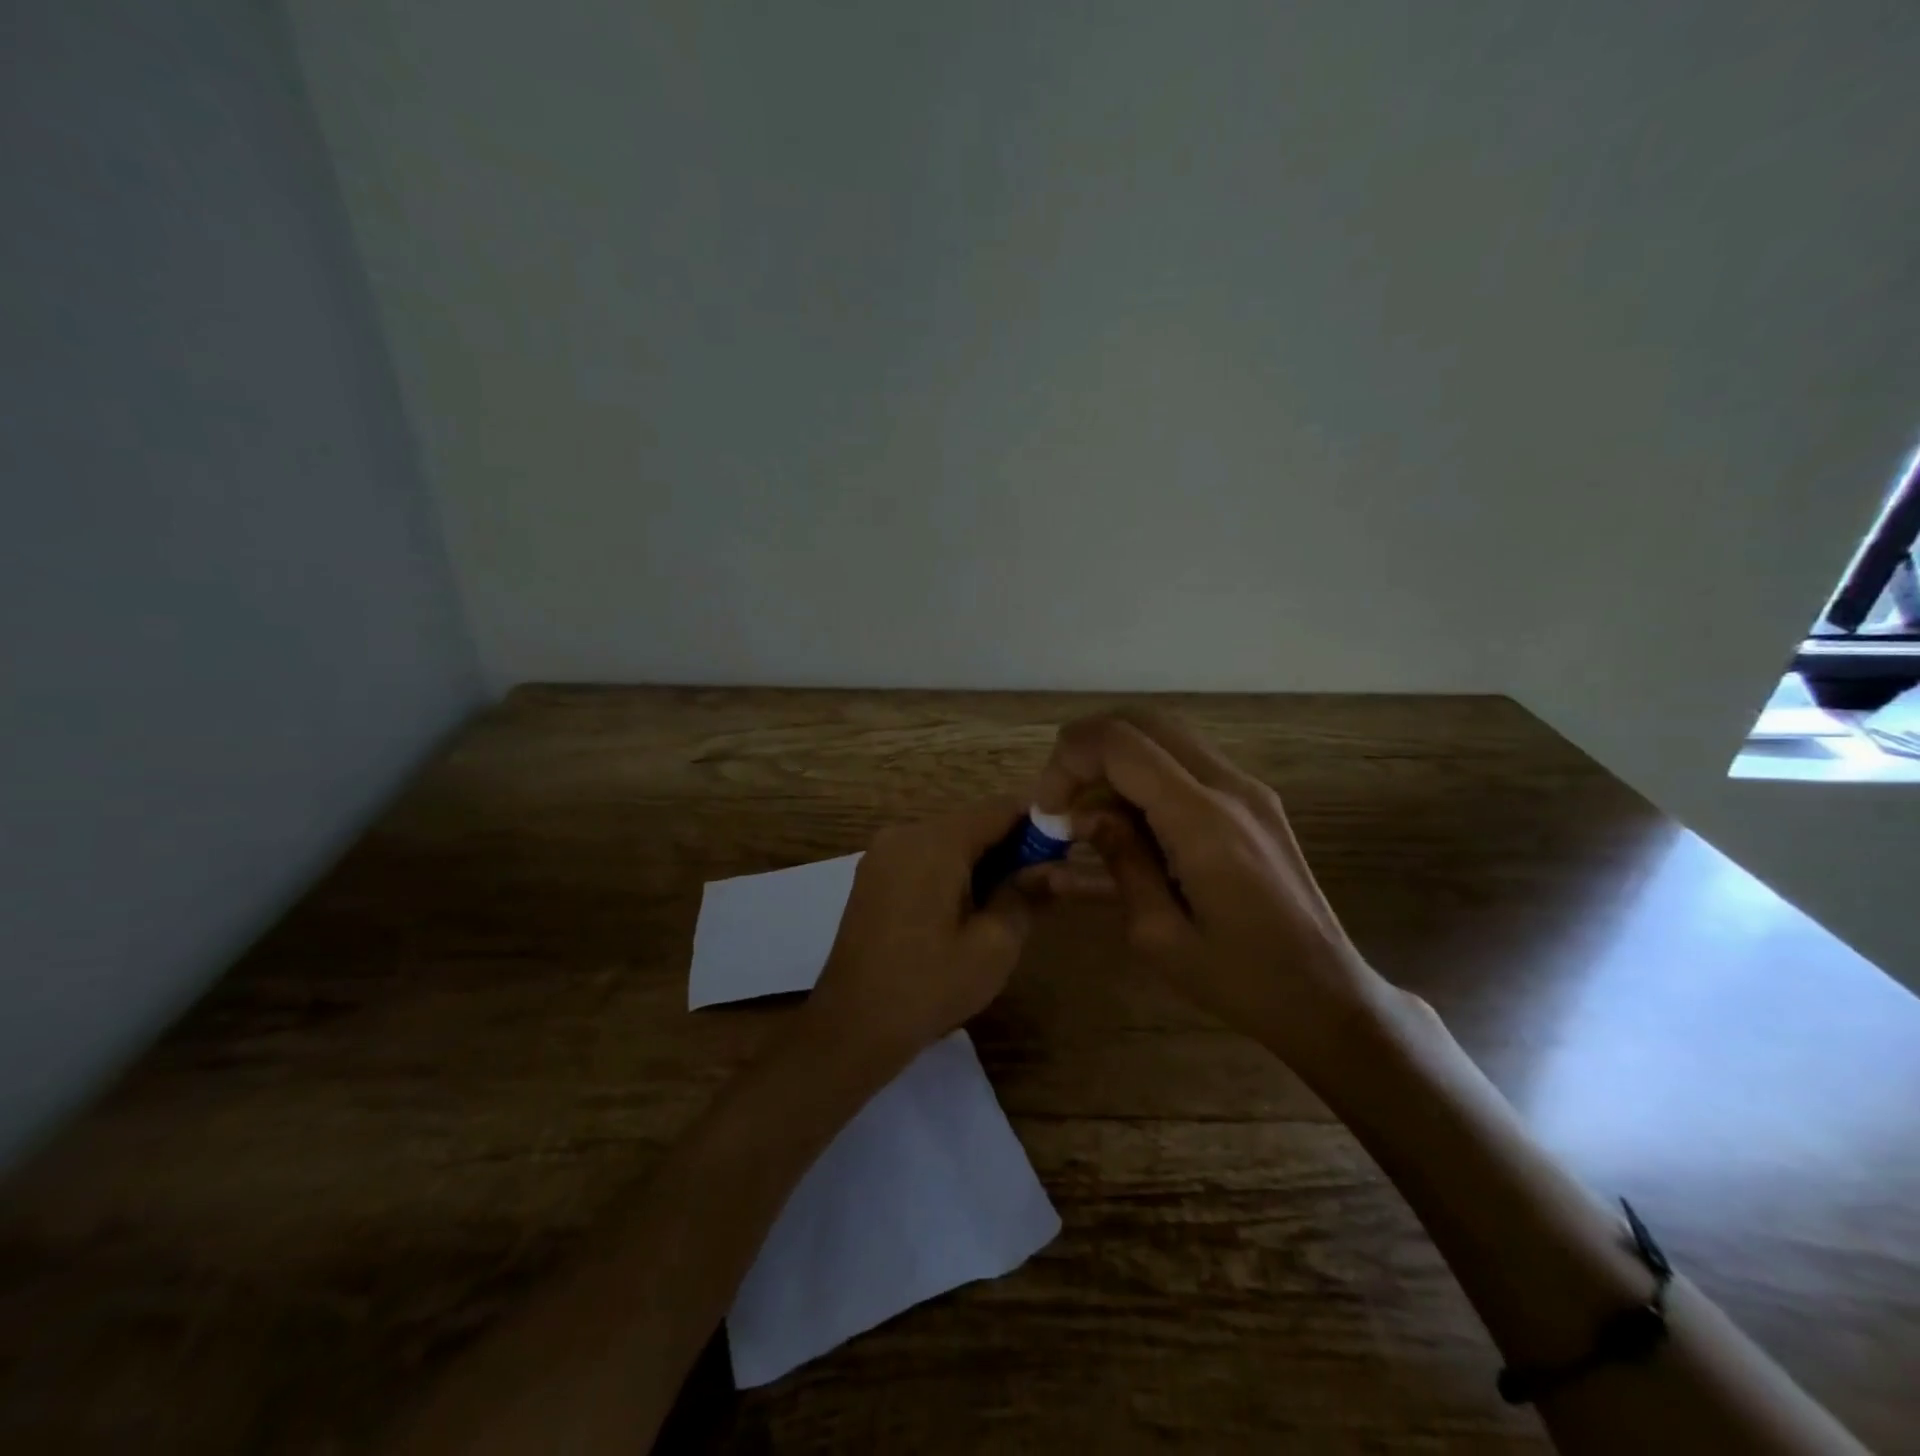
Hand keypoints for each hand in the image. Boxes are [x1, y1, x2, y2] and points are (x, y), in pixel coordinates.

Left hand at [798, 798, 1034, 1073]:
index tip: (1066, 846)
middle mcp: (904, 834)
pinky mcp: (872, 875)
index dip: (1038, 822)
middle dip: (1010, 846)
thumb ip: (1026, 895)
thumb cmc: (929, 987)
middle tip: (1041, 883)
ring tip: (1007, 902)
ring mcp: (882, 854)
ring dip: (982, 861)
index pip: (999, 808)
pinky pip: (923, 857)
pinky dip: (952, 871)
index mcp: (935, 842)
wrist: (851, 1027)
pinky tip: (966, 909)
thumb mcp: (994, 946)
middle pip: (972, 823)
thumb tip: (1053, 866)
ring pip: (948, 840)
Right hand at [1032, 709, 1392, 1064]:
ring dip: (1117, 761)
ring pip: (1166, 736)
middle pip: (1143, 722)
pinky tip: (1130, 825)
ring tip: (1089, 815)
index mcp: (1203, 820)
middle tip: (1062, 800)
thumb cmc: (1240, 981)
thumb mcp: (1159, 935)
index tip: (1047, 809)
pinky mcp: (1255, 802)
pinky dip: (1146, 776)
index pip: (1121, 745)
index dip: (1069, 761)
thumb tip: (1086, 816)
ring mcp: (1248, 790)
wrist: (1328, 997)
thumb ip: (1121, 860)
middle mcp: (1229, 787)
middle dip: (1088, 749)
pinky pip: (1187, 764)